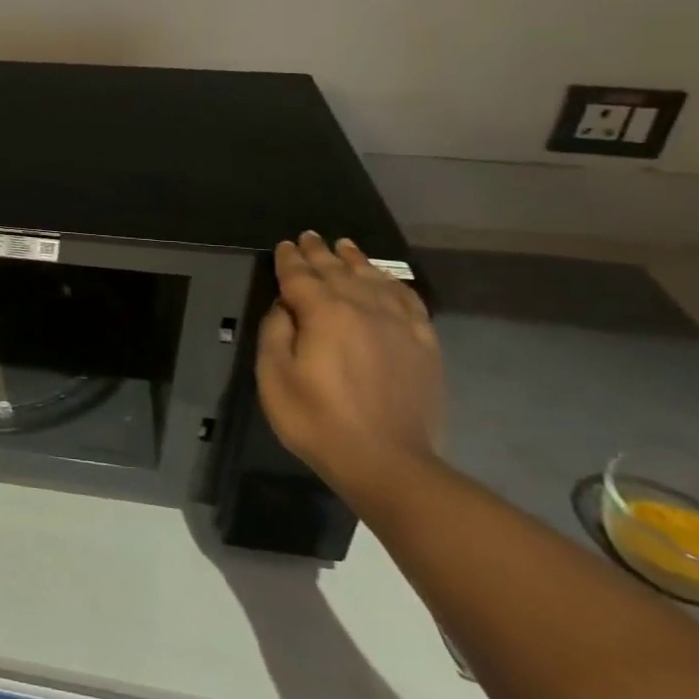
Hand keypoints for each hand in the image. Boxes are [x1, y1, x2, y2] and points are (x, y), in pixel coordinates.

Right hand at [256, 232, 443, 499]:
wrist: (387, 461)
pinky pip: (409, 301)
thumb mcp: (274, 377)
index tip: (284, 245)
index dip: (290, 259)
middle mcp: (363, 307)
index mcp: (323, 313)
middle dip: (320, 252)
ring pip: (374, 279)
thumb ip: (275, 332)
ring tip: (345, 247)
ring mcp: (399, 324)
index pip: (301, 276)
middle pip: (338, 271)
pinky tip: (388, 281)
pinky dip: (395, 284)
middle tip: (310, 237)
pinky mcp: (424, 344)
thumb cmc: (317, 420)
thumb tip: (285, 306)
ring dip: (356, 261)